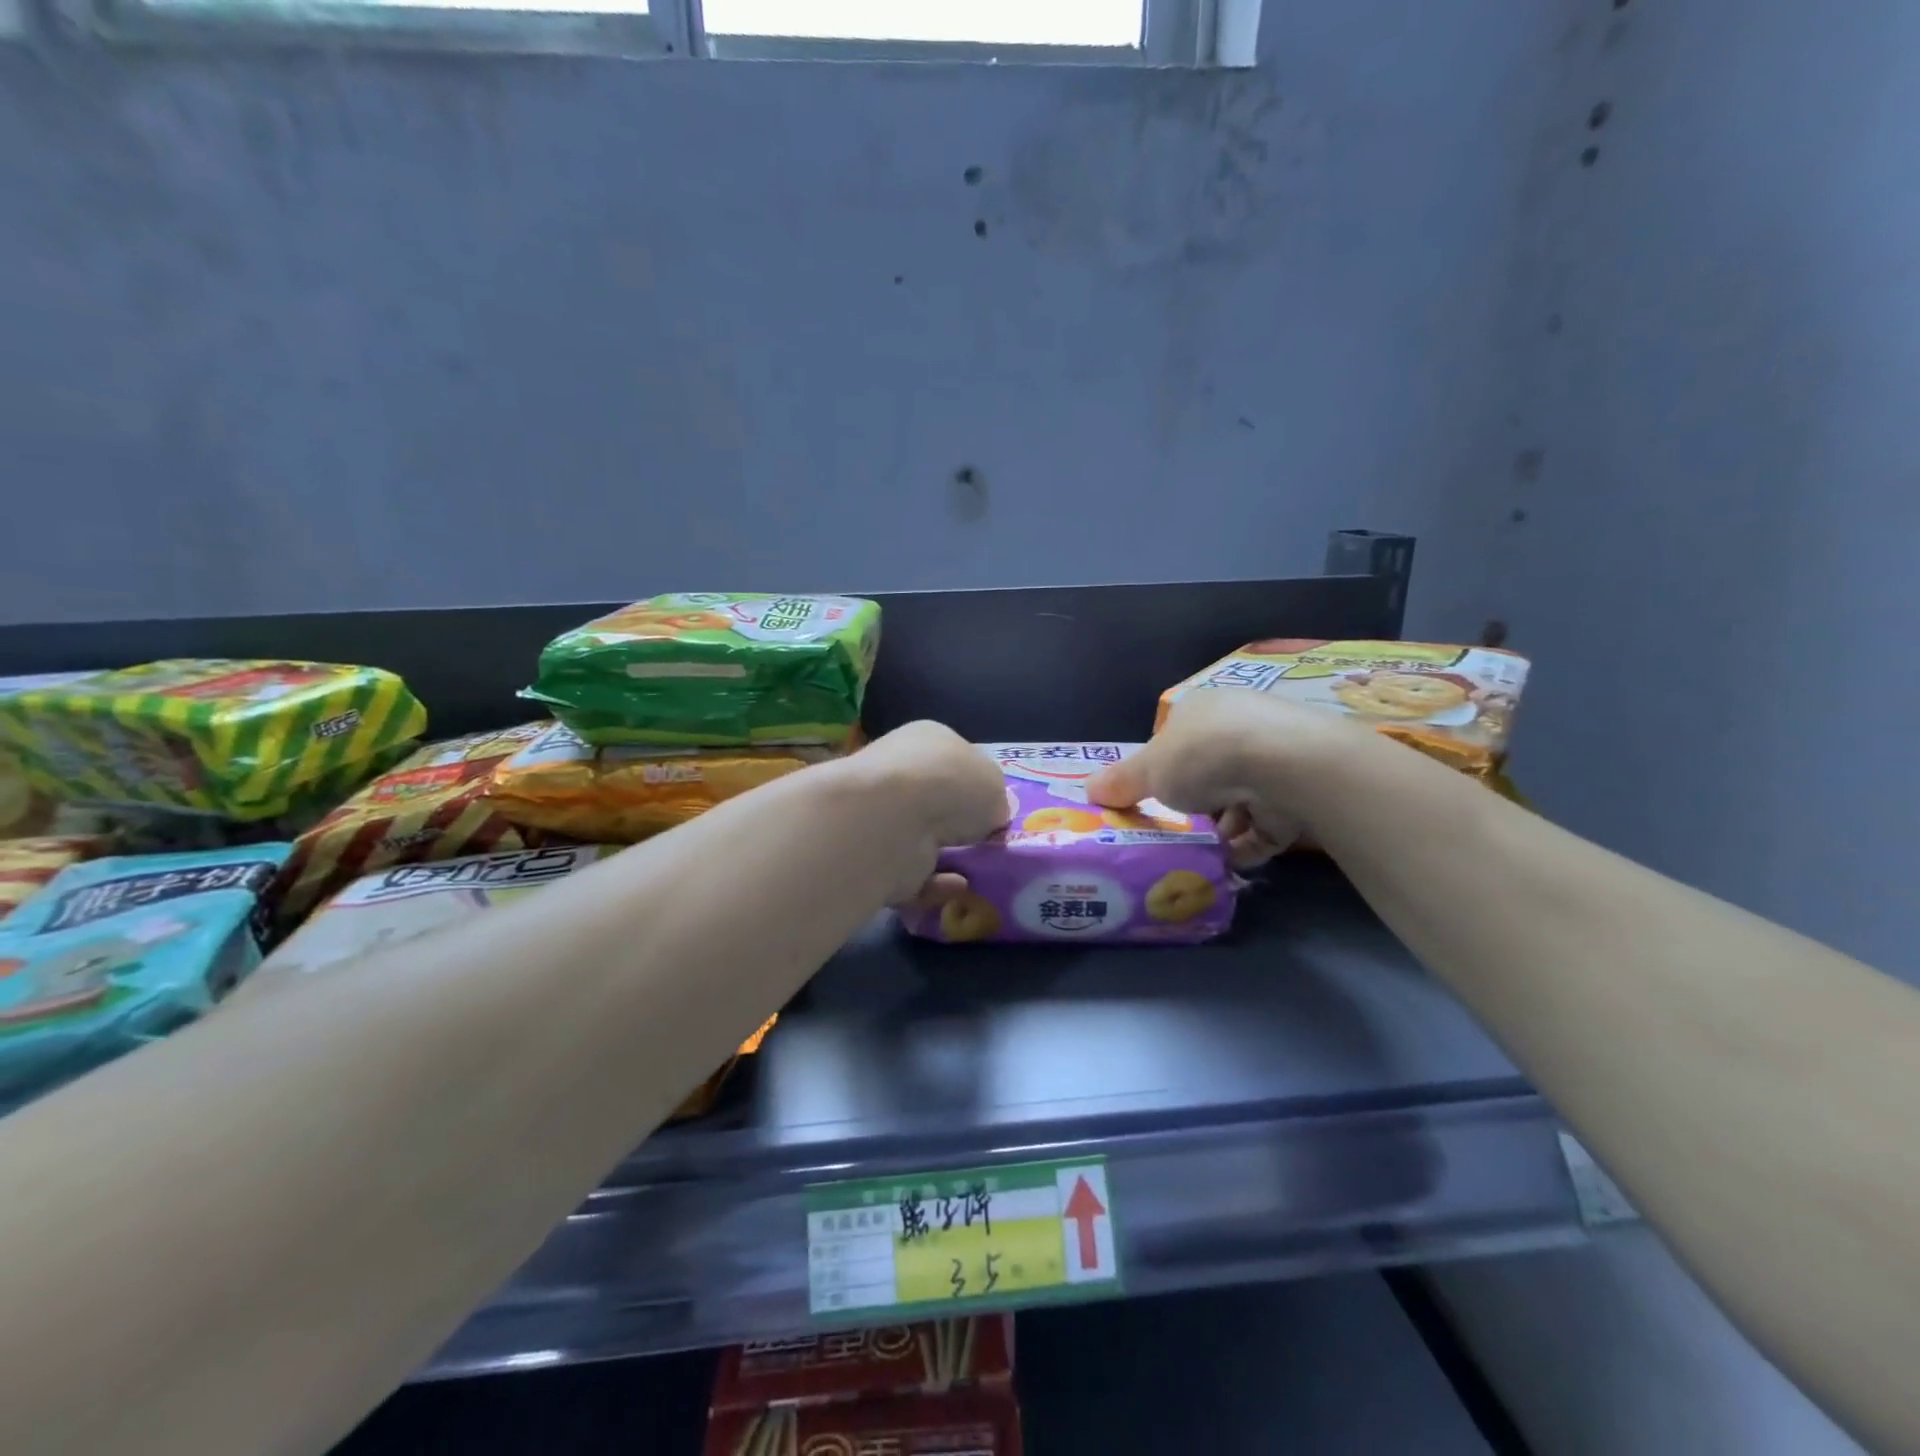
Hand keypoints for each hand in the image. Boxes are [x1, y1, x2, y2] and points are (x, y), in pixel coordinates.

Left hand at [840, 721, 1009, 904]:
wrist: (890, 820)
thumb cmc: (949, 784)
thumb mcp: (995, 782)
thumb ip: (993, 799)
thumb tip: (987, 816)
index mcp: (927, 740)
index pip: (955, 759)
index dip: (977, 784)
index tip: (995, 811)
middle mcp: (901, 772)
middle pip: (937, 801)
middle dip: (960, 824)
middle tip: (989, 845)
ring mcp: (883, 816)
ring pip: (923, 840)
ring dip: (950, 857)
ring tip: (980, 871)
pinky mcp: (875, 858)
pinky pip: (913, 875)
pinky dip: (937, 884)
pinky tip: (957, 886)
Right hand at [1086, 689, 1368, 865]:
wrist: (1284, 766)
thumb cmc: (1203, 755)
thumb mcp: (1148, 769)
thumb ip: (1121, 782)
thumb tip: (1088, 790)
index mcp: (1203, 710)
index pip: (1177, 740)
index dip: (1161, 771)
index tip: (1150, 799)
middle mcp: (1241, 726)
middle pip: (1209, 772)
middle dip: (1192, 804)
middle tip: (1173, 830)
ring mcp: (1276, 759)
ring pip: (1240, 800)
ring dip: (1220, 828)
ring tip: (1199, 852)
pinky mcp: (1300, 793)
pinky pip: (1267, 824)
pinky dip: (1247, 844)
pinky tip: (1227, 863)